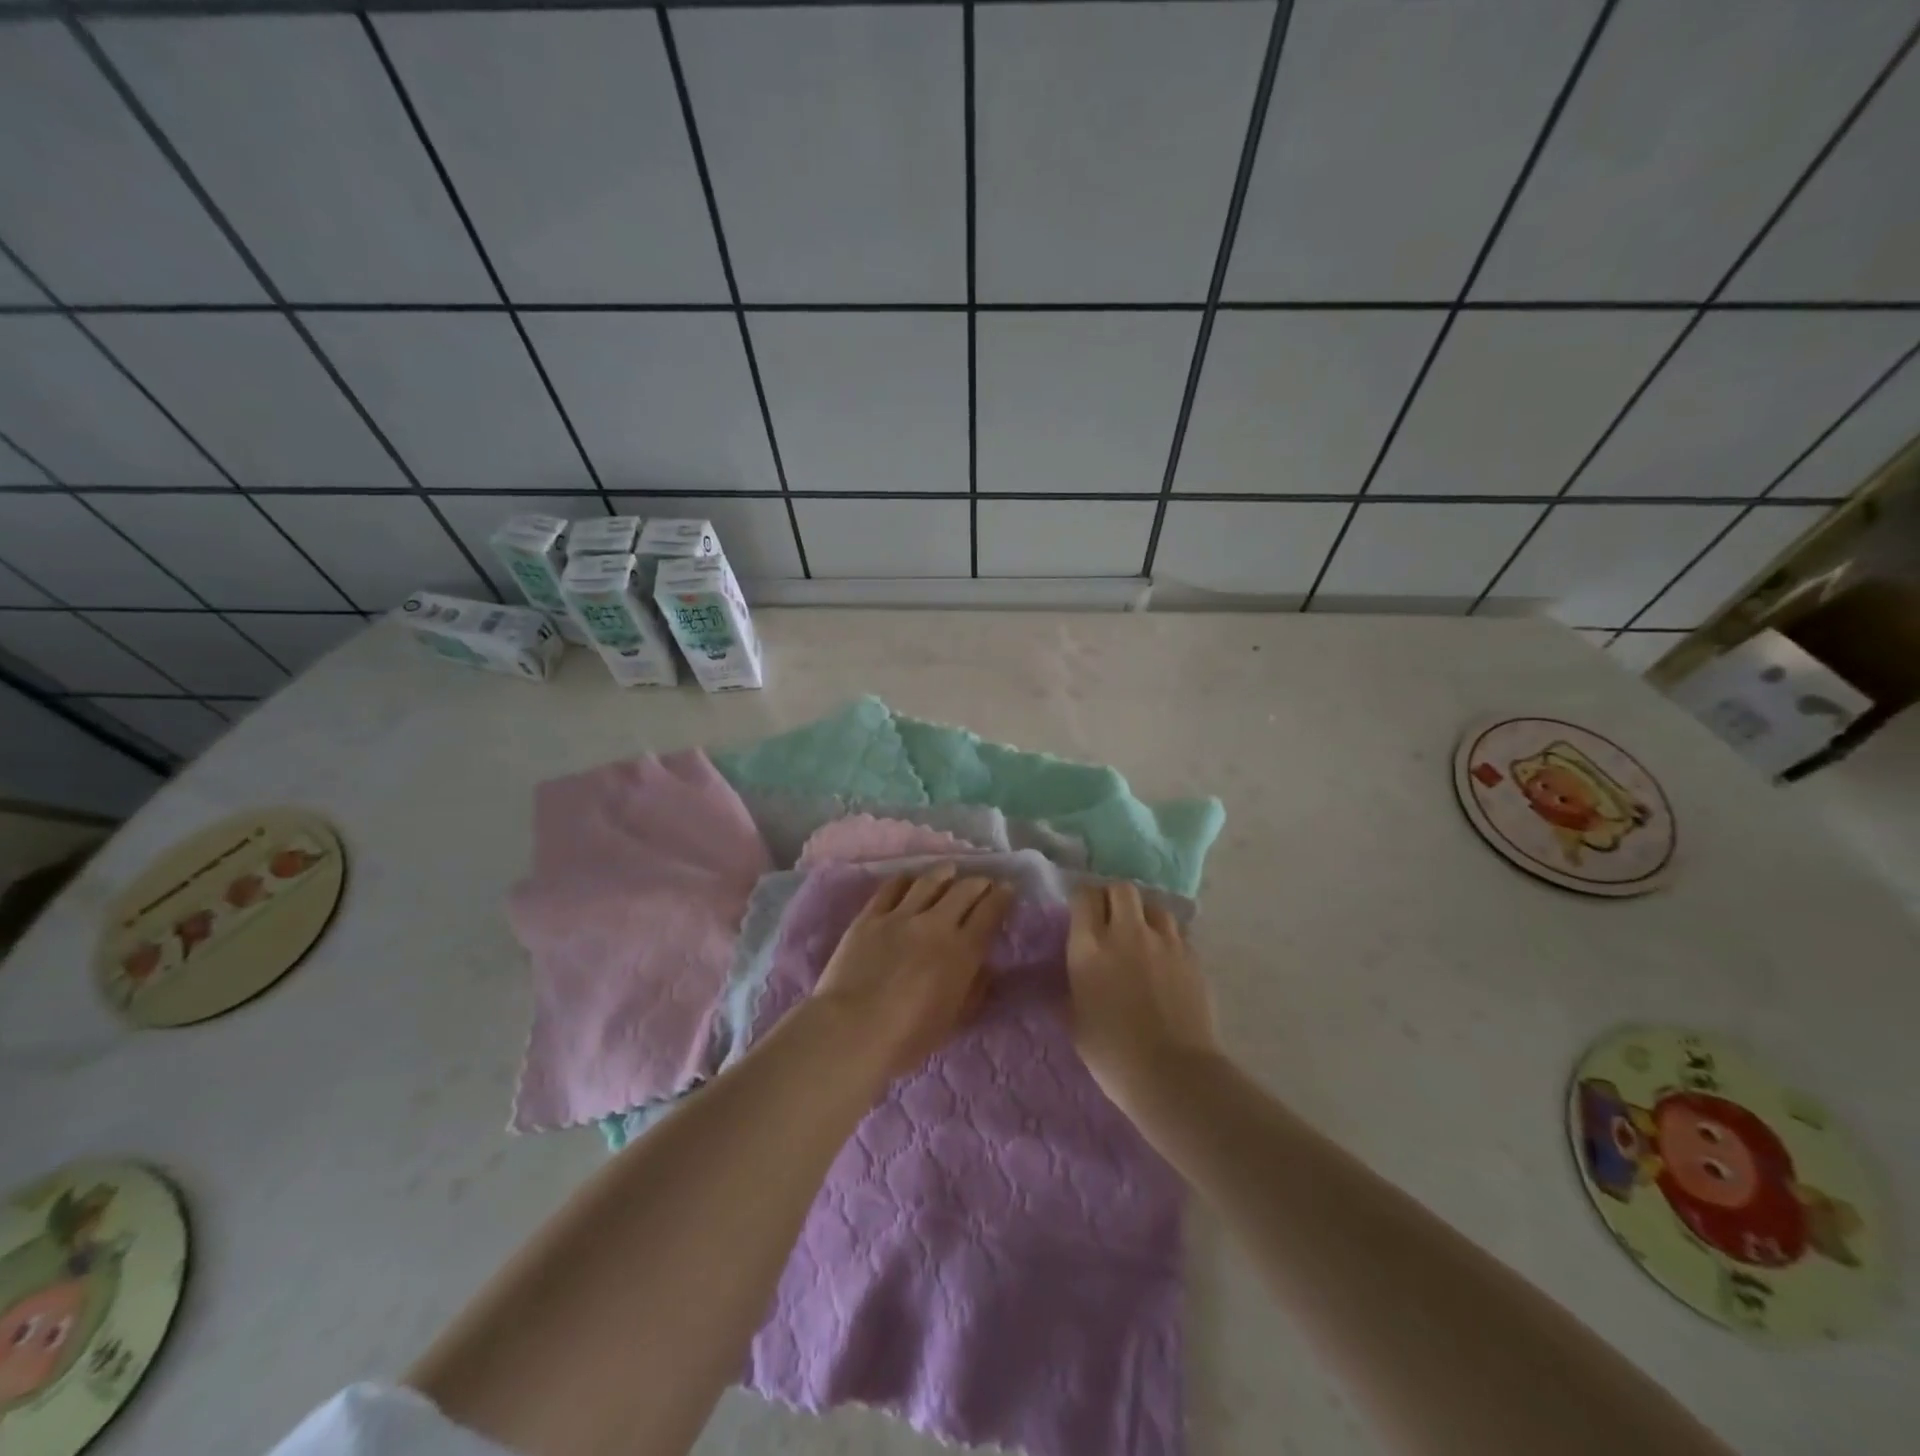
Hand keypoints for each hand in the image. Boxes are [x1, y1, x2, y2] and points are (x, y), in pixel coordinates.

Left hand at [813, 865, 1014, 1081]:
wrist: (852, 1029)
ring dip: (944, 873)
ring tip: (949, 871)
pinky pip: (891, 888)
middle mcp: (936, 924)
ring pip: (929, 882)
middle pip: (963, 890)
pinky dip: (905, 880)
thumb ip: (973, 989)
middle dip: (978, 882)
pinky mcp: (869, 916)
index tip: (1008, 888)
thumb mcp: (953, 1020)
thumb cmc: (908, 1037)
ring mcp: (900, 916)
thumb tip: (985, 967)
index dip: (1002, 897)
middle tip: (983, 881)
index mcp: (962, 951)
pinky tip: (909, 879)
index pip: (990, 913)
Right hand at [1067, 881, 1219, 1113]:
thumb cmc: (1112, 1053)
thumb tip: (1076, 974)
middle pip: (1122, 889)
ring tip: (1142, 936)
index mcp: (1089, 947)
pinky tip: (1165, 960)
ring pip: (1154, 906)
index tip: (1082, 913)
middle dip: (1114, 897)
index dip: (1082, 900)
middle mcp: (1126, 933)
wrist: (1172, 1074)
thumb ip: (1074, 986)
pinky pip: (1177, 933)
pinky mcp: (1192, 957)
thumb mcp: (1075, 1019)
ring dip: (1144, 915)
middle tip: (1111, 918)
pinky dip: (1167, 939)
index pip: (1084, 897)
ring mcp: (1164, 942)